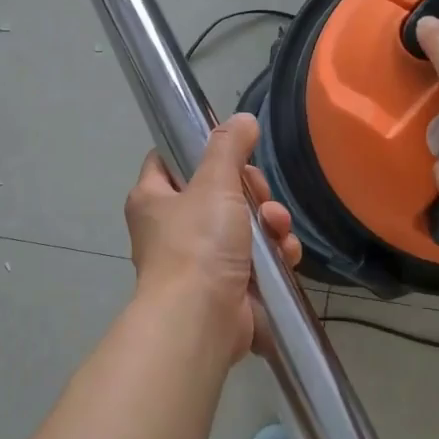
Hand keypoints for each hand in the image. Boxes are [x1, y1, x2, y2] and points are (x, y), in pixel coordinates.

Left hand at [124, 114, 302, 362]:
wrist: (202, 320)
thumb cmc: (198, 243)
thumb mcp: (214, 184)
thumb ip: (228, 148)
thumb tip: (242, 119)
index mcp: (153, 199)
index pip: (168, 160)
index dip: (198, 150)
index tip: (231, 151)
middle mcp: (170, 228)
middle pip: (217, 192)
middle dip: (251, 192)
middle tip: (261, 196)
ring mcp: (199, 260)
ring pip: (243, 225)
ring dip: (269, 223)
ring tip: (278, 229)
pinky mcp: (226, 286)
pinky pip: (255, 259)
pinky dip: (273, 254)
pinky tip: (286, 254)